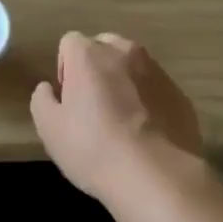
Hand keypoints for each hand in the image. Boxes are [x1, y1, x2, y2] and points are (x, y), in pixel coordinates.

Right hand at [30, 32, 202, 205]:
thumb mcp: (50, 129)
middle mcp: (124, 52)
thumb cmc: (94, 149)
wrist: (157, 178)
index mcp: (89, 54)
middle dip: (96, 68)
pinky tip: (148, 135)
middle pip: (104, 47)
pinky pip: (157, 90)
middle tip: (94, 105)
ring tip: (124, 122)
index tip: (69, 99)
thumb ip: (42, 99)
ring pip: (133, 67)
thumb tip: (48, 89)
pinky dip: (150, 102)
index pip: (70, 43)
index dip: (65, 68)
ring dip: (125, 83)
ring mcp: (157, 72)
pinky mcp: (180, 95)